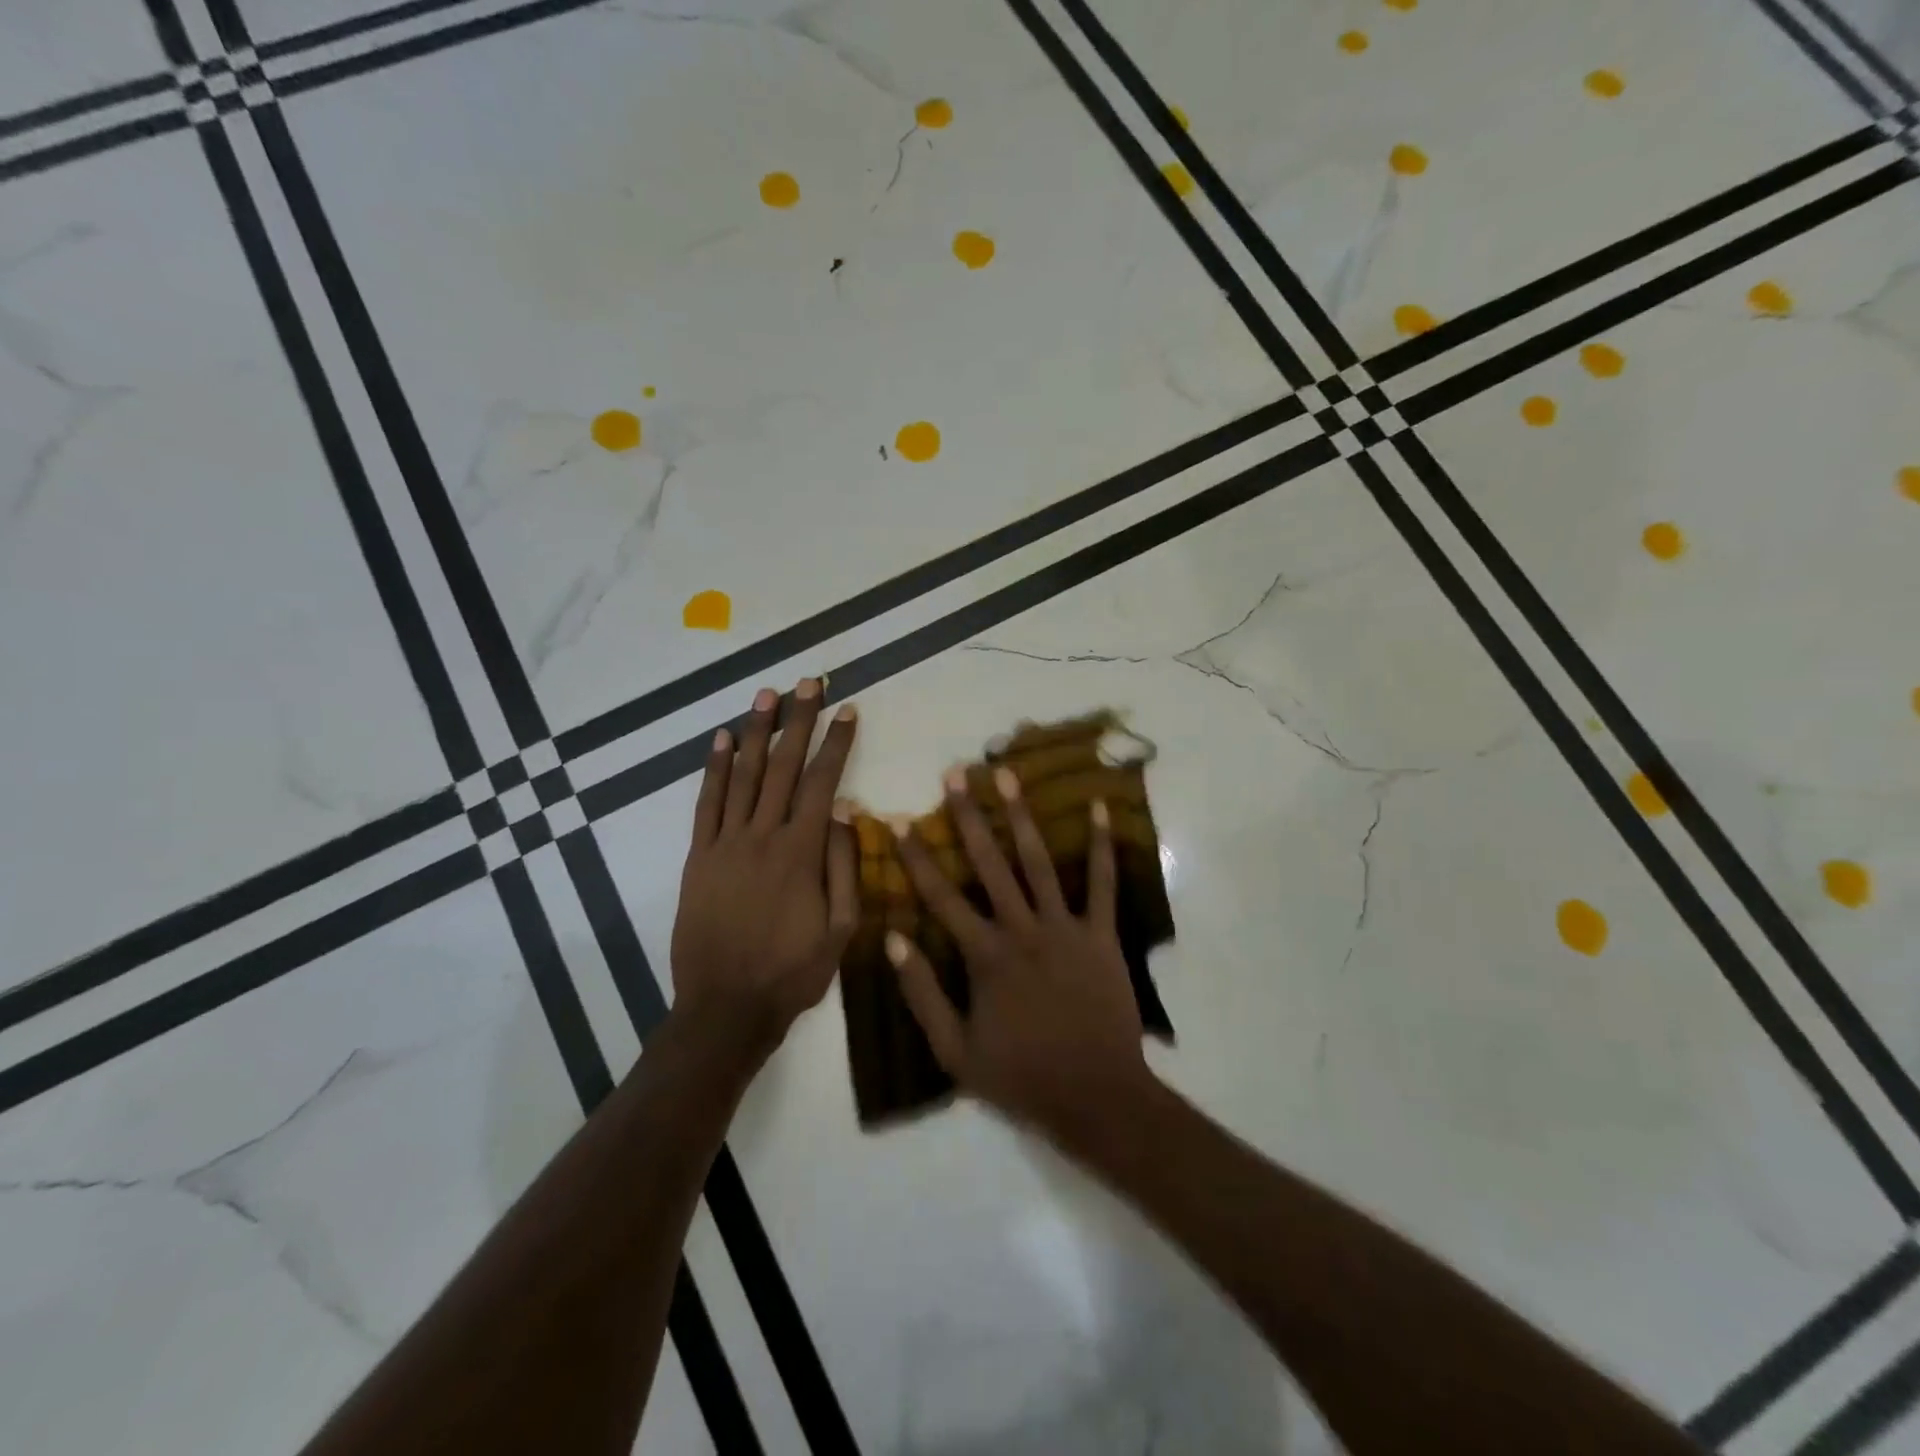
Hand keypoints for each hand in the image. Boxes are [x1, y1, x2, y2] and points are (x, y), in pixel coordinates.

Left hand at [670, 679, 858, 1058]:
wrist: (725, 1007)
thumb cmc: (793, 972)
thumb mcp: (840, 928)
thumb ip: (844, 866)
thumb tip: (847, 810)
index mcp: (802, 853)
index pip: (824, 782)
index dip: (837, 743)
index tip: (848, 710)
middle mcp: (763, 836)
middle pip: (784, 766)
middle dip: (799, 721)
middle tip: (808, 681)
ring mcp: (725, 844)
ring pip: (744, 776)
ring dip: (758, 732)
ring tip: (767, 695)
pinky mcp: (698, 857)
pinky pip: (706, 804)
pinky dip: (715, 769)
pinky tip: (722, 740)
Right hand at [887, 764, 1149, 1143]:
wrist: (1096, 1096)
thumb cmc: (1022, 1076)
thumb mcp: (955, 1052)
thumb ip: (922, 995)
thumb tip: (893, 939)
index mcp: (985, 956)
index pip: (941, 896)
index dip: (916, 857)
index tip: (900, 820)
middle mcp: (1022, 929)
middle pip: (990, 864)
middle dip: (968, 817)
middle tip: (955, 774)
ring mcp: (1065, 928)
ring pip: (1038, 862)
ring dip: (1021, 817)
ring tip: (1007, 775)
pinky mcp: (1101, 935)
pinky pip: (1102, 885)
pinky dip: (1100, 847)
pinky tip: (1100, 809)